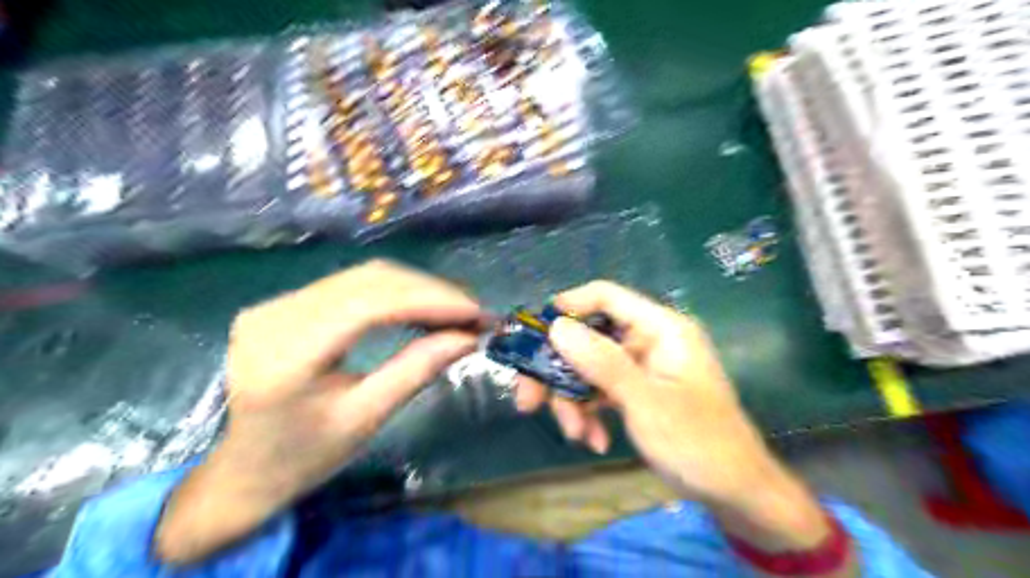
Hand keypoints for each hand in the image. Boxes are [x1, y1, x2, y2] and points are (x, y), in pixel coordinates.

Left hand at [156, 259, 483, 564]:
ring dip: (416, 288)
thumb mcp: (367, 418)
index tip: (475, 311)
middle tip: (473, 311)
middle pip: (369, 281)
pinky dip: (395, 292)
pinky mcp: (284, 302)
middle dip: (430, 291)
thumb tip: (468, 338)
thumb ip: (417, 370)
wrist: (243, 470)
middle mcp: (275, 315)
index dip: (429, 301)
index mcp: (287, 355)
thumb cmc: (305, 457)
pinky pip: (351, 284)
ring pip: (364, 276)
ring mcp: (275, 303)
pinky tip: (420, 306)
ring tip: (455, 309)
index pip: (369, 305)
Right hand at [516, 282, 845, 561]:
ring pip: (589, 368)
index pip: (607, 297)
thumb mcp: (646, 403)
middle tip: (527, 401)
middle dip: (559, 371)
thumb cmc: (698, 443)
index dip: (568, 307)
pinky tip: (593, 440)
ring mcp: (641, 367)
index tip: (533, 333)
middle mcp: (649, 340)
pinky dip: (590, 412)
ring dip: (573, 400)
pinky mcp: (637, 391)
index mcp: (661, 329)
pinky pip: (601, 390)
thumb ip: (602, 363)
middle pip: (589, 338)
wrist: (735, 493)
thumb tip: (557, 327)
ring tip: (575, 434)